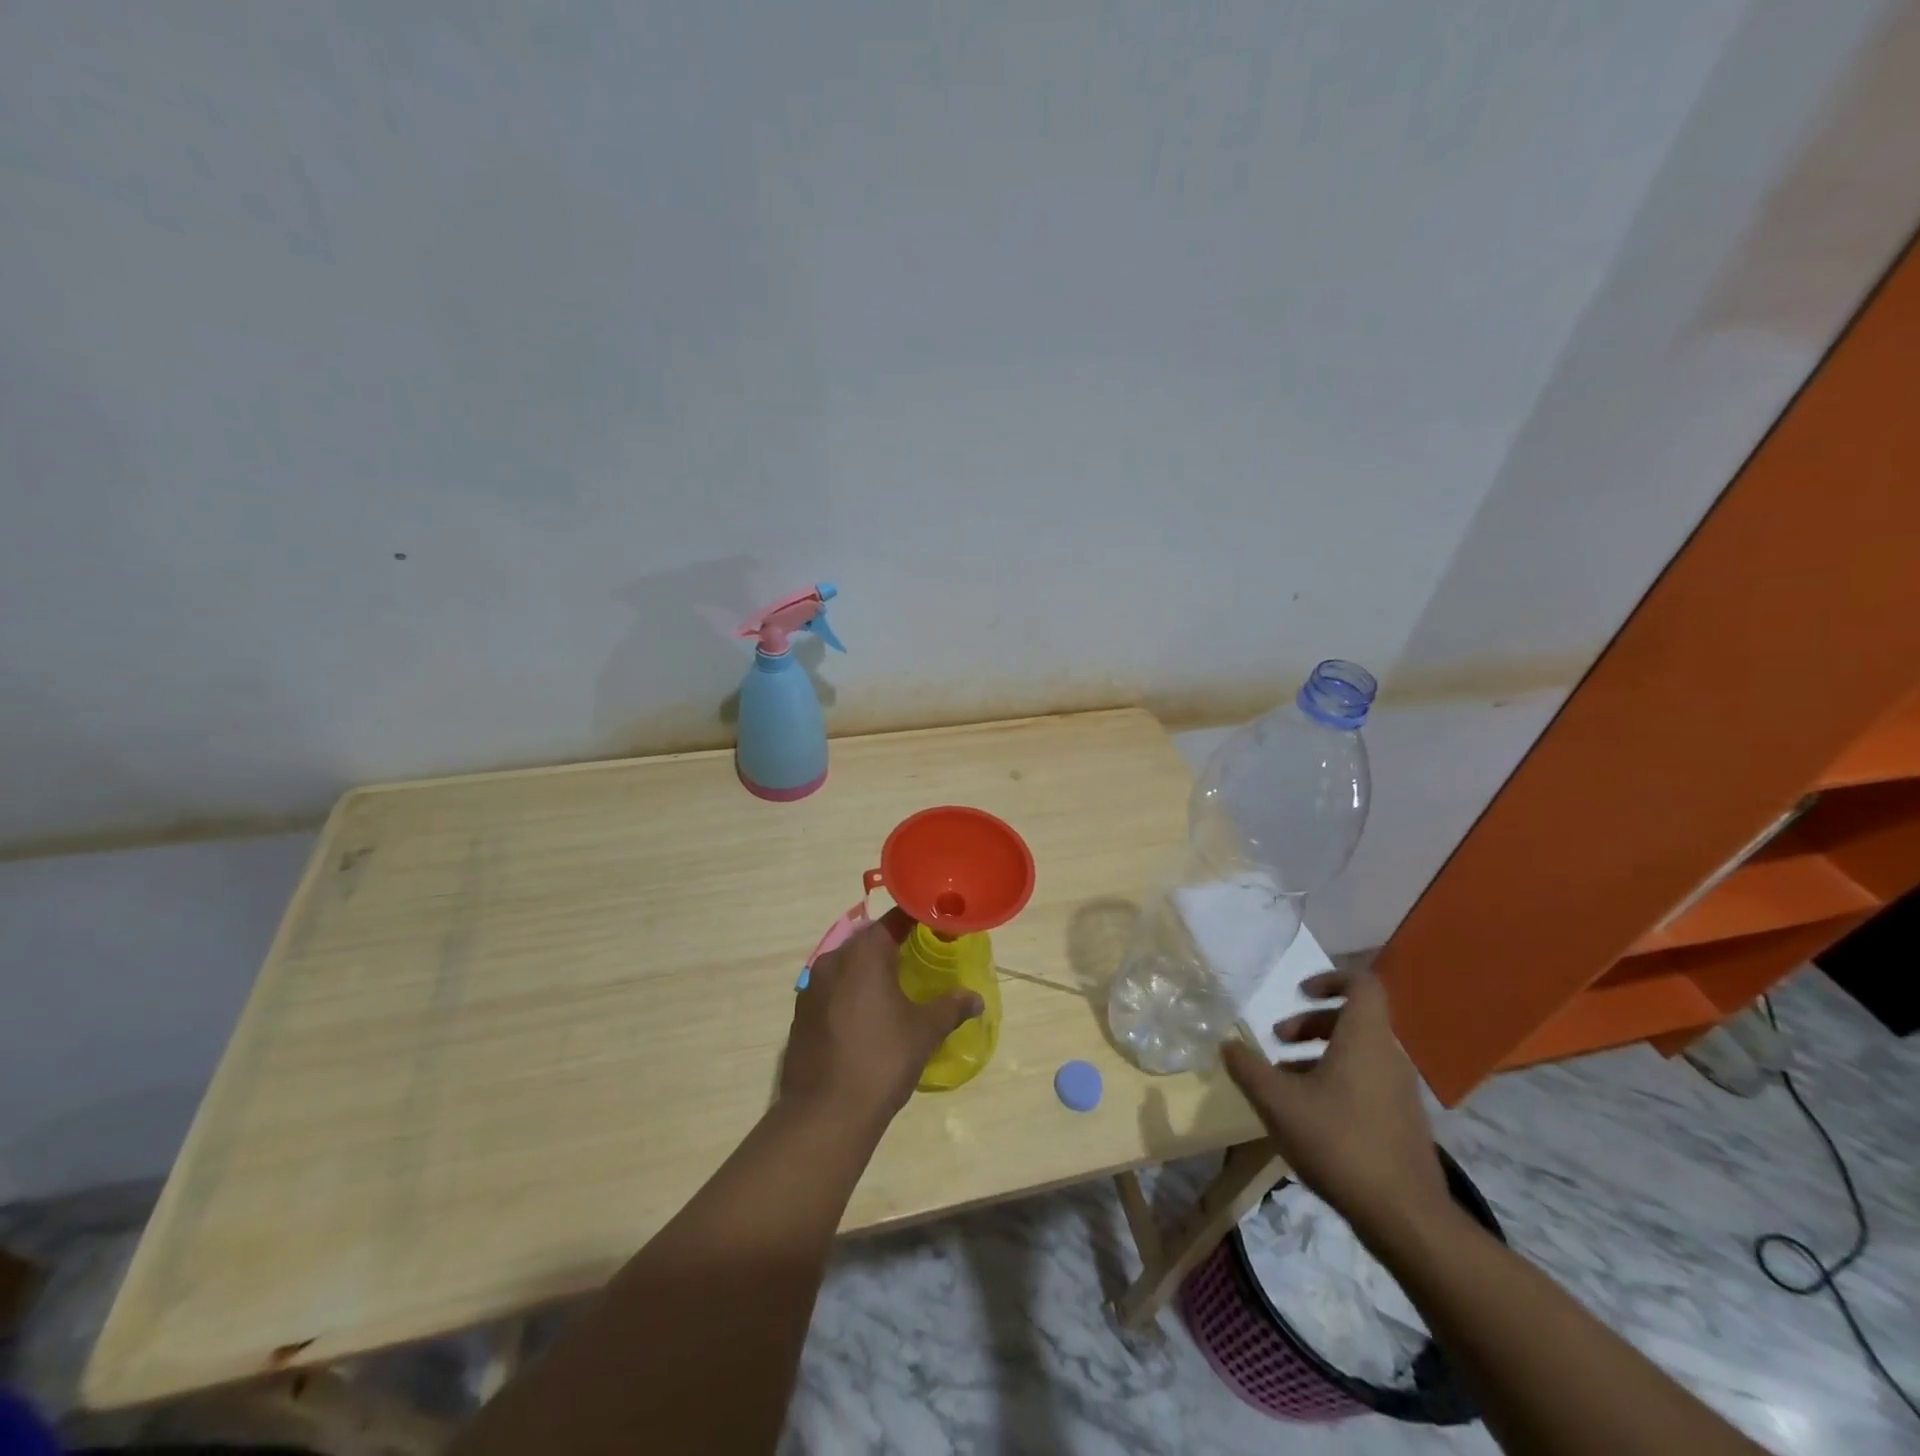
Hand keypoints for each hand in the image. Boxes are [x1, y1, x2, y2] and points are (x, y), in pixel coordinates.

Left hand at [780, 909, 983, 1129]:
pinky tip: (866, 1016)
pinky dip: (850, 992)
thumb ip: (951, 1008)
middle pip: (868, 939)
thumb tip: (976, 999)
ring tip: (895, 987)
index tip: (938, 925)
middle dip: (893, 944)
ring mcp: (811, 987)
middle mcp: (834, 959)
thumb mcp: (924, 1031)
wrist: (824, 1114)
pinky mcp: (801, 1013)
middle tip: (920, 955)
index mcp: (864, 953)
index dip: (918, 919)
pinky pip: (832, 989)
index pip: (895, 919)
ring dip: (869, 970)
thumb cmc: (882, 1060)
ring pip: (847, 964)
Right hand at [1221, 969, 1450, 1239]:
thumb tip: (1227, 1044)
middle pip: (1354, 1020)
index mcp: (1365, 1040)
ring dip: (1320, 1054)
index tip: (1299, 992)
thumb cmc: (1339, 1143)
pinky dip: (1337, 1081)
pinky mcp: (1402, 1122)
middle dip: (1312, 1023)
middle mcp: (1389, 1057)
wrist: (1405, 1218)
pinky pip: (1367, 1082)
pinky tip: (1310, 1114)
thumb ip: (1248, 1068)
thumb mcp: (1278, 1102)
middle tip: (1278, 1040)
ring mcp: (1400, 1092)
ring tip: (1285, 1079)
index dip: (1331, 978)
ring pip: (1359, 1053)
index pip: (1363, 985)